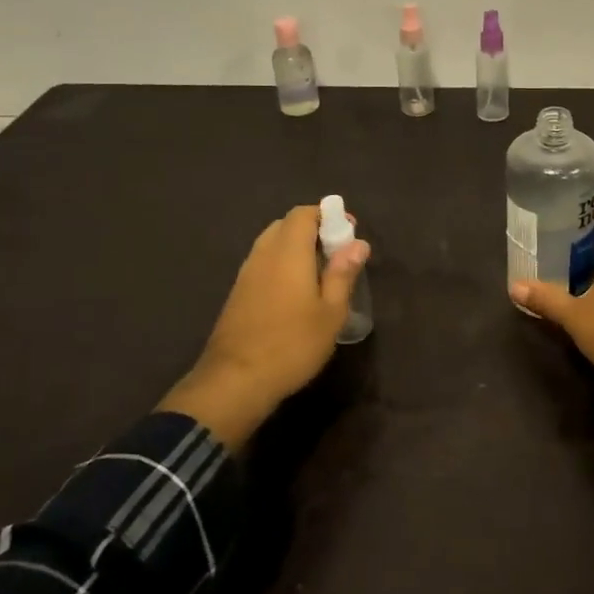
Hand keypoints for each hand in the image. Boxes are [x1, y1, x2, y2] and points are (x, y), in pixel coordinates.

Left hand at [158, 205, 370, 448]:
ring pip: (272, 244)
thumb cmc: (292, 344)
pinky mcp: (237, 293)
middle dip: (313, 230)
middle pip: (286, 225)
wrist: (235, 380)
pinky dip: (282, 265)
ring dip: (296, 248)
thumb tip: (357, 243)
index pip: (303, 213)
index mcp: (288, 252)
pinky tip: (296, 293)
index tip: (348, 233)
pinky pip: (263, 263)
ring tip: (320, 274)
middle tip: (336, 254)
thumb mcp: (331, 312)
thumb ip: (343, 273)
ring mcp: (246, 273)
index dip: (327, 215)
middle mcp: (263, 254)